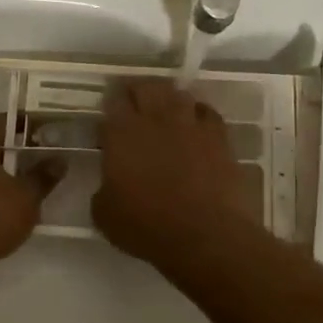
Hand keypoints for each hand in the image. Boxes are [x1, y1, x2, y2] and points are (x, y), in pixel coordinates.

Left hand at [0, 114, 59, 266]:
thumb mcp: (26, 197)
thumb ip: (43, 176)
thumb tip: (59, 160)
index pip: (5, 120)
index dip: (30, 123)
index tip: (51, 130)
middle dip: (19, 149)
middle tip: (45, 156)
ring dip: (5, 171)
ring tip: (31, 181)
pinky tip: (9, 203)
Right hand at [93, 80, 257, 267]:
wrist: (204, 235)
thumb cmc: (146, 226)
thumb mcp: (104, 214)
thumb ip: (103, 189)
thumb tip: (110, 183)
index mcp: (121, 134)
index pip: (112, 102)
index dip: (109, 105)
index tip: (108, 118)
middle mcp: (155, 119)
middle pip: (146, 87)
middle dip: (137, 91)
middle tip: (133, 103)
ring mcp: (190, 125)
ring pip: (178, 94)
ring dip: (168, 98)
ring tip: (164, 110)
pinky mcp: (219, 137)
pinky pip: (208, 113)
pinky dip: (198, 114)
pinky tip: (196, 124)